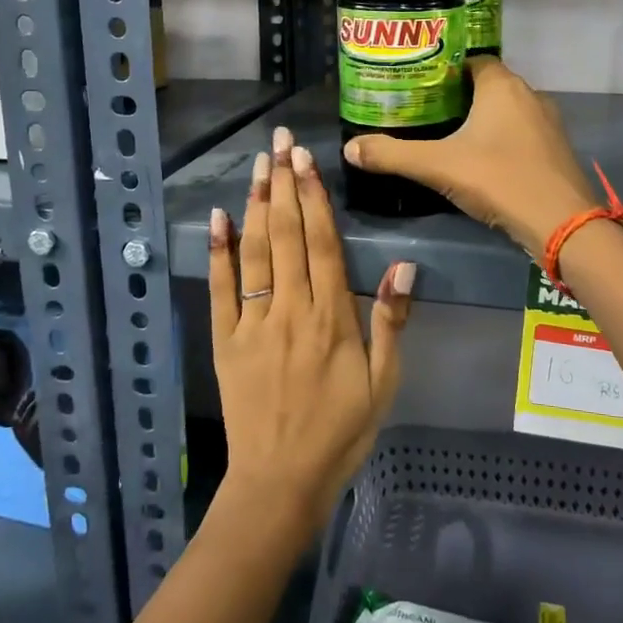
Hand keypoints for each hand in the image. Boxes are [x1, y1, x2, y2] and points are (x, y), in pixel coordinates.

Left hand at [208, 126, 414, 537]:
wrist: (281, 481)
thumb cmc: (341, 432)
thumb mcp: (383, 384)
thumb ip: (391, 323)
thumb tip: (404, 267)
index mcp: (332, 319)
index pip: (323, 244)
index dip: (316, 198)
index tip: (309, 160)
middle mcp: (291, 310)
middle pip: (288, 235)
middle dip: (286, 184)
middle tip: (282, 142)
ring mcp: (253, 322)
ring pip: (256, 251)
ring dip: (258, 204)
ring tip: (260, 165)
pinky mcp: (225, 339)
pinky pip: (220, 288)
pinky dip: (219, 250)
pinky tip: (219, 217)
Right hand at [343, 58, 597, 260]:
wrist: (560, 223)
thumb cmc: (498, 179)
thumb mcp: (437, 166)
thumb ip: (392, 155)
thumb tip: (349, 148)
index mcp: (502, 85)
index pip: (471, 60)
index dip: (444, 69)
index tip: (419, 84)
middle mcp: (529, 94)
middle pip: (487, 84)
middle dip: (458, 95)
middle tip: (424, 111)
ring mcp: (547, 122)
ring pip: (506, 110)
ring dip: (481, 119)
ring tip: (447, 135)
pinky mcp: (555, 149)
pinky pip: (520, 133)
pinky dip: (500, 139)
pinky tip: (480, 160)